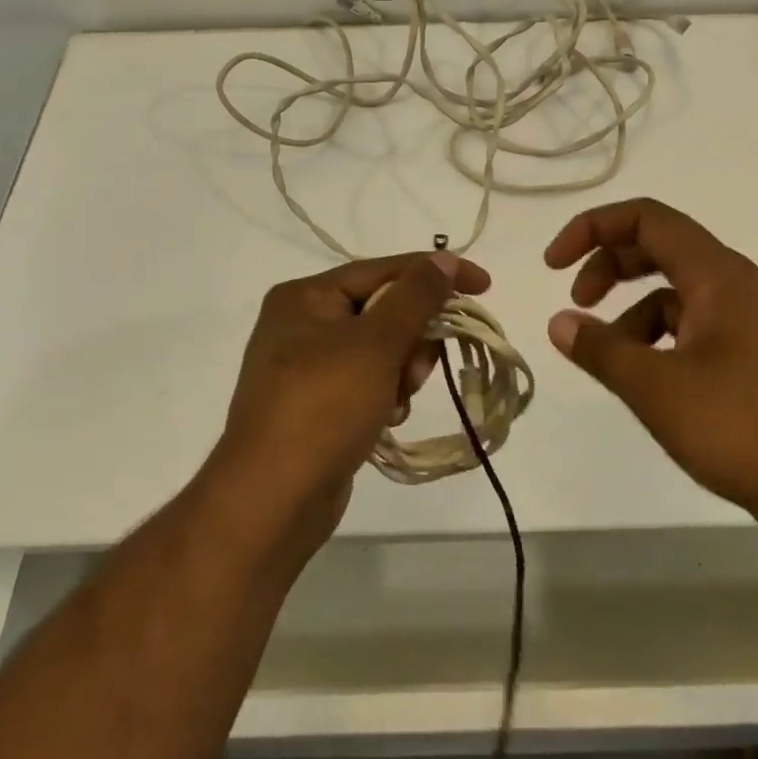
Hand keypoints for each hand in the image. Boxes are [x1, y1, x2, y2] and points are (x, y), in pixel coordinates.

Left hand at [209, 250, 489, 551]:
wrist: (273, 499)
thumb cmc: (324, 406)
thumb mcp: (375, 343)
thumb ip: (415, 296)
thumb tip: (443, 259)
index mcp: (306, 297)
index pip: (384, 269)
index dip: (436, 274)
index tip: (484, 285)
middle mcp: (303, 324)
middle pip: (384, 311)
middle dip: (412, 338)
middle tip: (417, 369)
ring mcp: (308, 367)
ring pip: (382, 350)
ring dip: (402, 371)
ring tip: (395, 401)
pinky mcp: (319, 405)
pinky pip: (369, 382)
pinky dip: (386, 396)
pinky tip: (385, 420)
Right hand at [543, 198, 757, 526]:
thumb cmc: (747, 429)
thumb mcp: (658, 389)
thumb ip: (602, 350)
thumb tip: (558, 323)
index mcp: (717, 275)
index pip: (646, 218)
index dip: (592, 228)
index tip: (553, 266)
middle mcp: (737, 287)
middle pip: (660, 249)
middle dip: (608, 267)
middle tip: (576, 303)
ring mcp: (753, 324)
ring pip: (678, 295)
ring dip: (634, 314)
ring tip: (612, 360)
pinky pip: (697, 330)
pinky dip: (662, 342)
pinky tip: (652, 385)